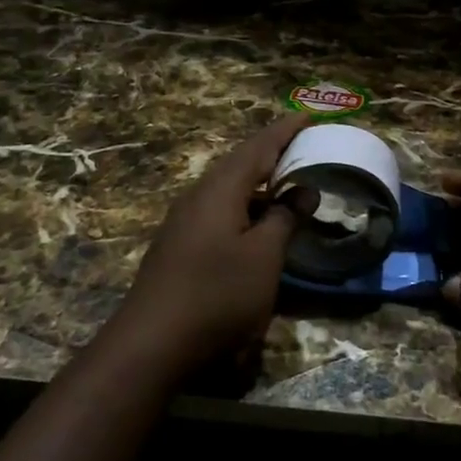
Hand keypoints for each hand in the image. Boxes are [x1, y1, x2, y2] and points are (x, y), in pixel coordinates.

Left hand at [113, 113, 311, 379]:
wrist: (151, 344)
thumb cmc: (217, 294)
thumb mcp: (264, 257)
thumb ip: (285, 218)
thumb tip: (304, 190)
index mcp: (220, 189)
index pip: (258, 147)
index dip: (285, 130)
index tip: (308, 115)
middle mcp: (198, 195)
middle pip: (240, 163)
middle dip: (271, 152)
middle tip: (302, 146)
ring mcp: (184, 220)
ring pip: (227, 188)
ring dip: (258, 182)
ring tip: (286, 182)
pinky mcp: (179, 244)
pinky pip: (219, 209)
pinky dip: (245, 205)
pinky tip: (257, 224)